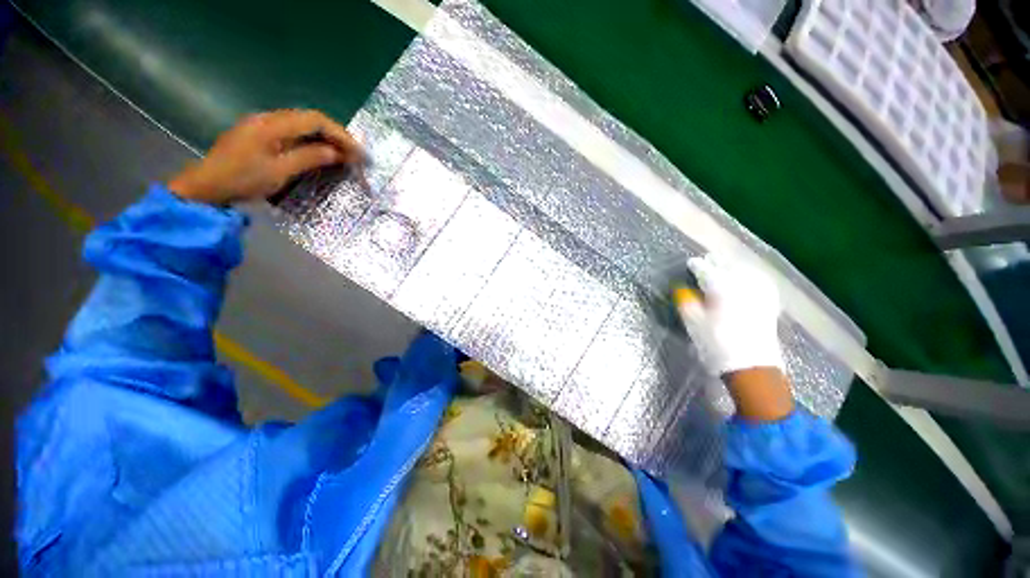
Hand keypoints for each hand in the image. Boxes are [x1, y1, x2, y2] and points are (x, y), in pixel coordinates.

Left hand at [168, 109, 361, 204]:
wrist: (206, 186)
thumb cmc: (243, 179)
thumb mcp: (280, 171)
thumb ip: (309, 158)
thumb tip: (337, 153)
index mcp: (272, 124)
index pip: (315, 120)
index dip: (340, 134)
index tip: (359, 152)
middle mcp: (268, 118)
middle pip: (310, 119)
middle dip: (336, 135)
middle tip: (355, 153)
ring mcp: (262, 124)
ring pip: (302, 124)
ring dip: (325, 137)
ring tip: (343, 153)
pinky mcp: (260, 133)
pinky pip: (293, 131)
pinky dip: (311, 140)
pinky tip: (320, 151)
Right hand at [675, 253, 783, 374]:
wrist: (751, 367)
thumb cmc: (716, 344)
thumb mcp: (693, 323)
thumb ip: (685, 301)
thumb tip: (680, 288)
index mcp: (722, 287)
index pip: (706, 269)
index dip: (696, 265)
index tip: (690, 263)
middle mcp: (743, 285)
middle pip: (728, 265)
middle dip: (716, 261)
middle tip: (706, 260)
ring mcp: (759, 293)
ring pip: (746, 270)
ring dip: (734, 265)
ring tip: (725, 265)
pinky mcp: (769, 304)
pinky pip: (761, 281)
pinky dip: (752, 275)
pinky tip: (749, 277)